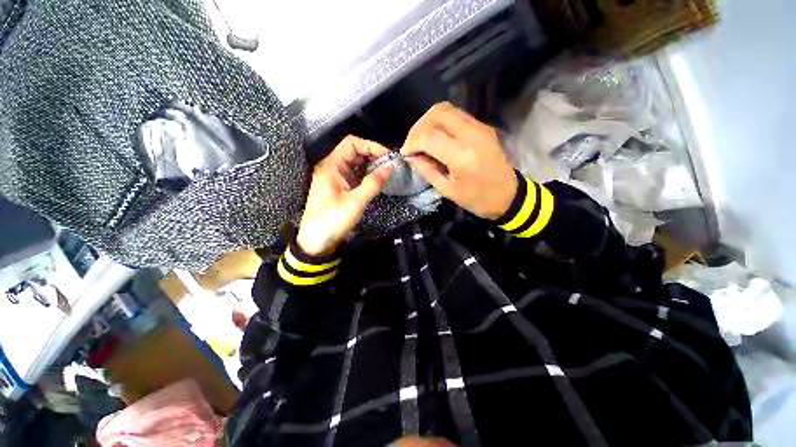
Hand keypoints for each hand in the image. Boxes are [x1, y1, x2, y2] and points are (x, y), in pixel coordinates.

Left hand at [296, 136, 391, 256]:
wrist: (316, 242)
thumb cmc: (333, 221)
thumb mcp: (355, 202)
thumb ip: (373, 183)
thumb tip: (389, 168)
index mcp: (331, 166)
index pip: (352, 143)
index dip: (371, 146)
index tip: (388, 157)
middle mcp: (332, 167)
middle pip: (354, 152)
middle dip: (373, 155)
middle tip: (391, 165)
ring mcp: (336, 178)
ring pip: (356, 164)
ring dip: (371, 166)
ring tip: (387, 173)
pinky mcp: (340, 187)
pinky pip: (355, 175)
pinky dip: (367, 176)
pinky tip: (378, 181)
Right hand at [400, 102, 517, 219]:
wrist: (508, 194)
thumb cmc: (477, 198)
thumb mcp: (447, 190)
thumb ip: (427, 170)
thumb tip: (410, 156)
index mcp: (462, 156)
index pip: (428, 136)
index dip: (411, 142)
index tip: (406, 153)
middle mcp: (471, 134)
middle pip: (436, 113)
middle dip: (417, 127)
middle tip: (413, 145)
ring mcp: (479, 126)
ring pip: (445, 109)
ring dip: (428, 122)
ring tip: (422, 140)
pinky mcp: (482, 126)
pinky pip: (455, 115)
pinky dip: (440, 122)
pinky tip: (436, 137)